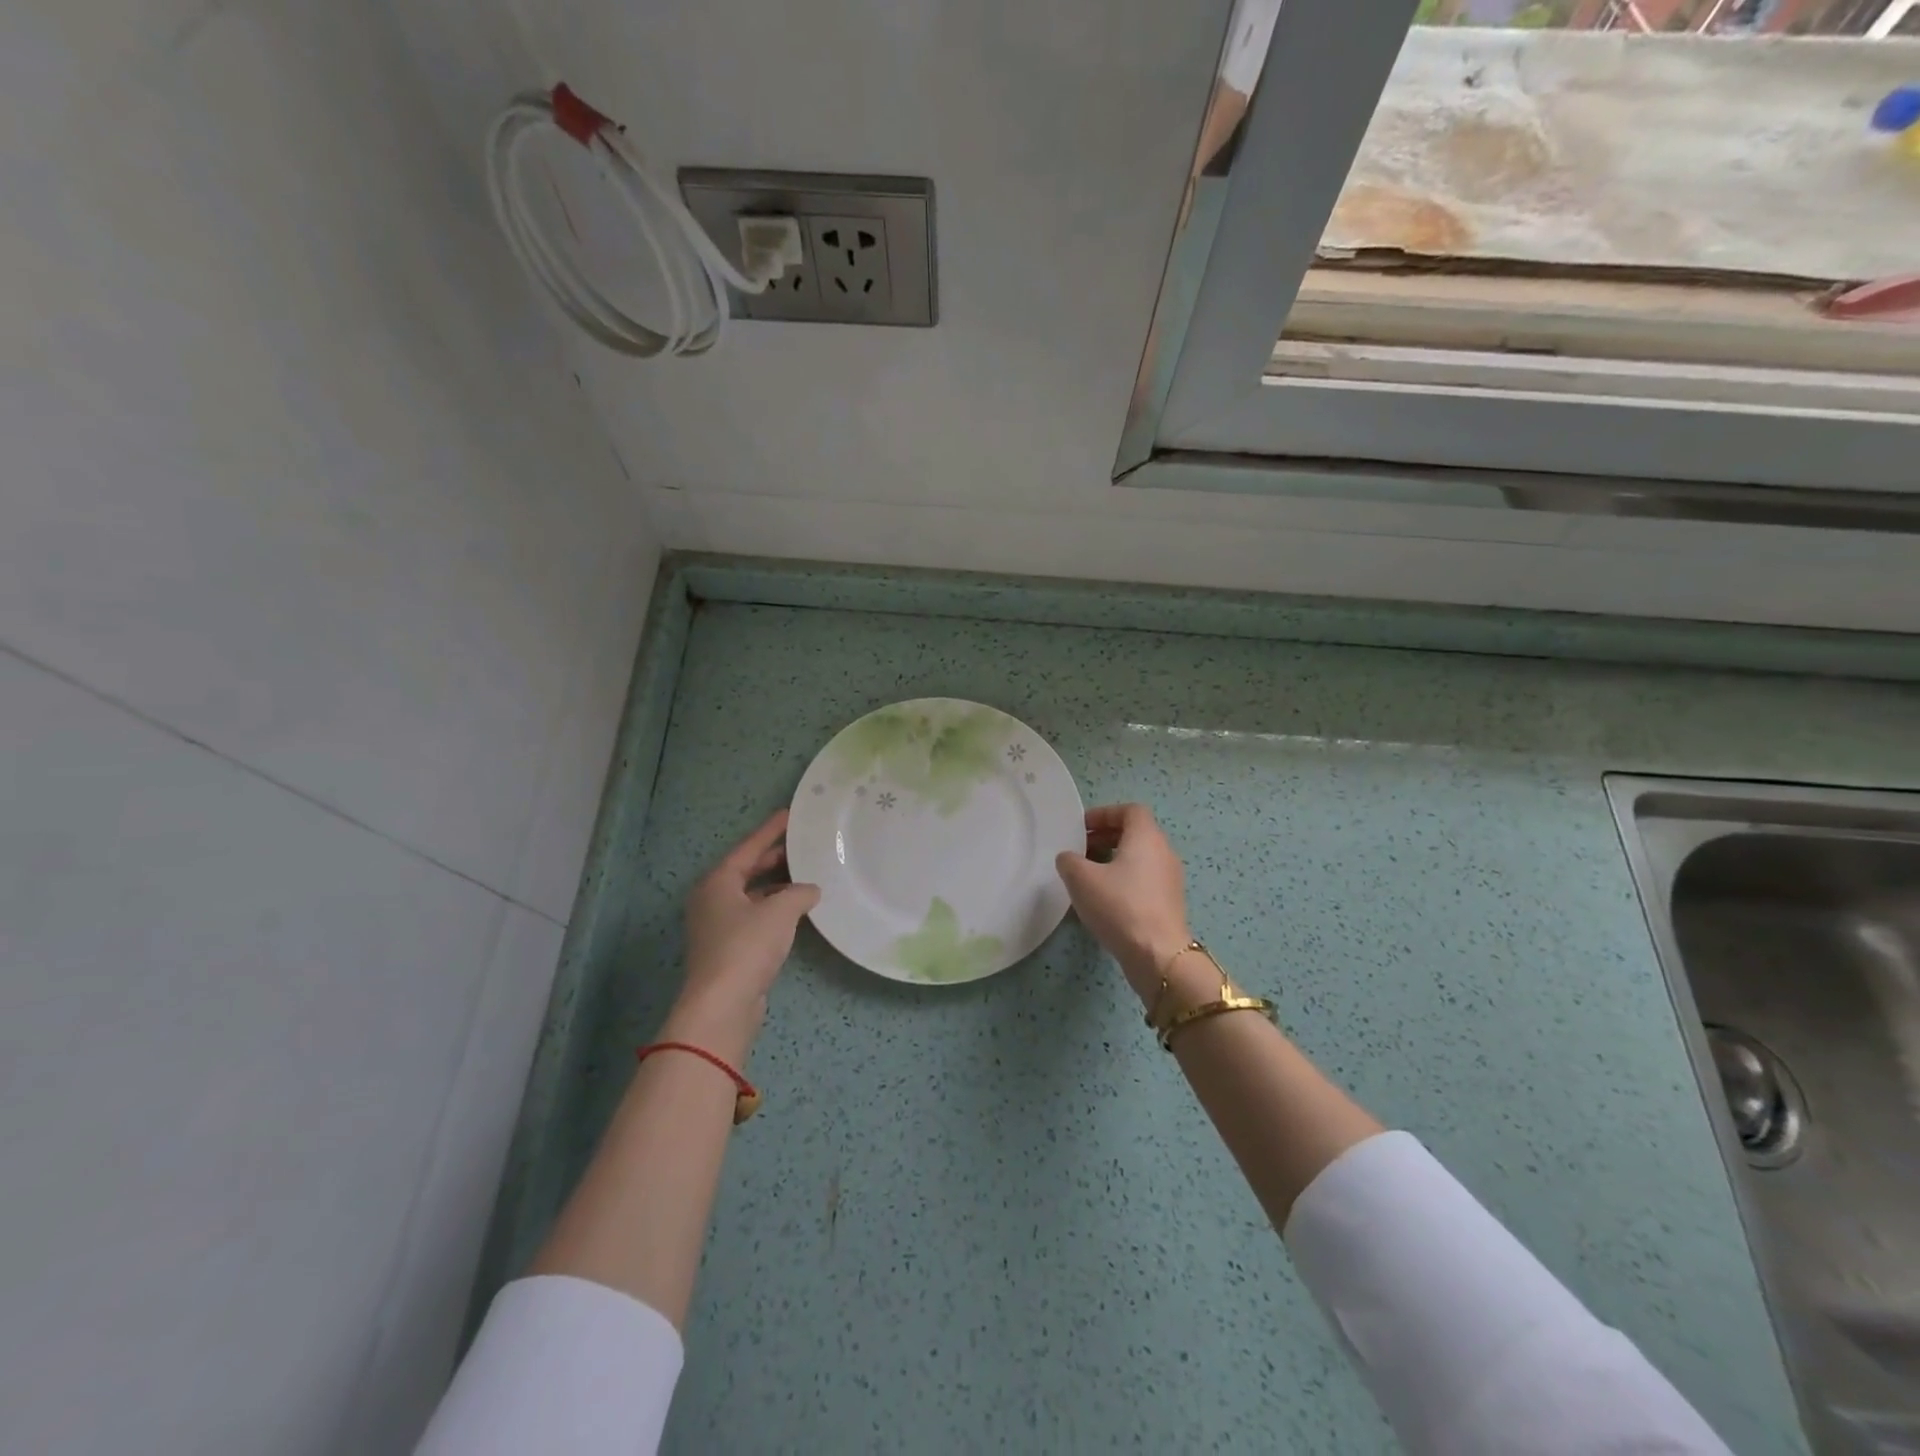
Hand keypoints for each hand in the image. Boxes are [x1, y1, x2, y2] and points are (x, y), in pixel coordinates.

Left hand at [665, 810, 819, 1063]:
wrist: (722, 1006)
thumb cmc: (746, 948)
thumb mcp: (780, 912)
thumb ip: (799, 893)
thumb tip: (810, 889)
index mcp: (717, 882)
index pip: (748, 847)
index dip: (771, 830)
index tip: (790, 814)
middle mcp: (712, 899)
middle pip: (747, 870)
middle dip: (774, 858)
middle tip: (803, 844)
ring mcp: (718, 926)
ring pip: (751, 895)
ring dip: (777, 886)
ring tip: (807, 875)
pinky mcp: (728, 949)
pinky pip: (754, 917)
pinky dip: (774, 909)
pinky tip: (797, 910)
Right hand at [1055, 803, 1193, 1004]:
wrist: (1158, 955)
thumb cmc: (1120, 906)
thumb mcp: (1081, 879)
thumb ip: (1069, 860)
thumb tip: (1070, 859)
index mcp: (1146, 837)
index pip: (1131, 811)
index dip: (1105, 814)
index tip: (1082, 828)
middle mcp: (1164, 852)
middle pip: (1136, 833)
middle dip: (1106, 837)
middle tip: (1081, 851)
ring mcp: (1170, 880)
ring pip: (1140, 858)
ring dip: (1114, 860)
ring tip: (1088, 877)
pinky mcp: (1169, 904)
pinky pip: (1144, 880)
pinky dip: (1125, 880)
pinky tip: (1104, 901)